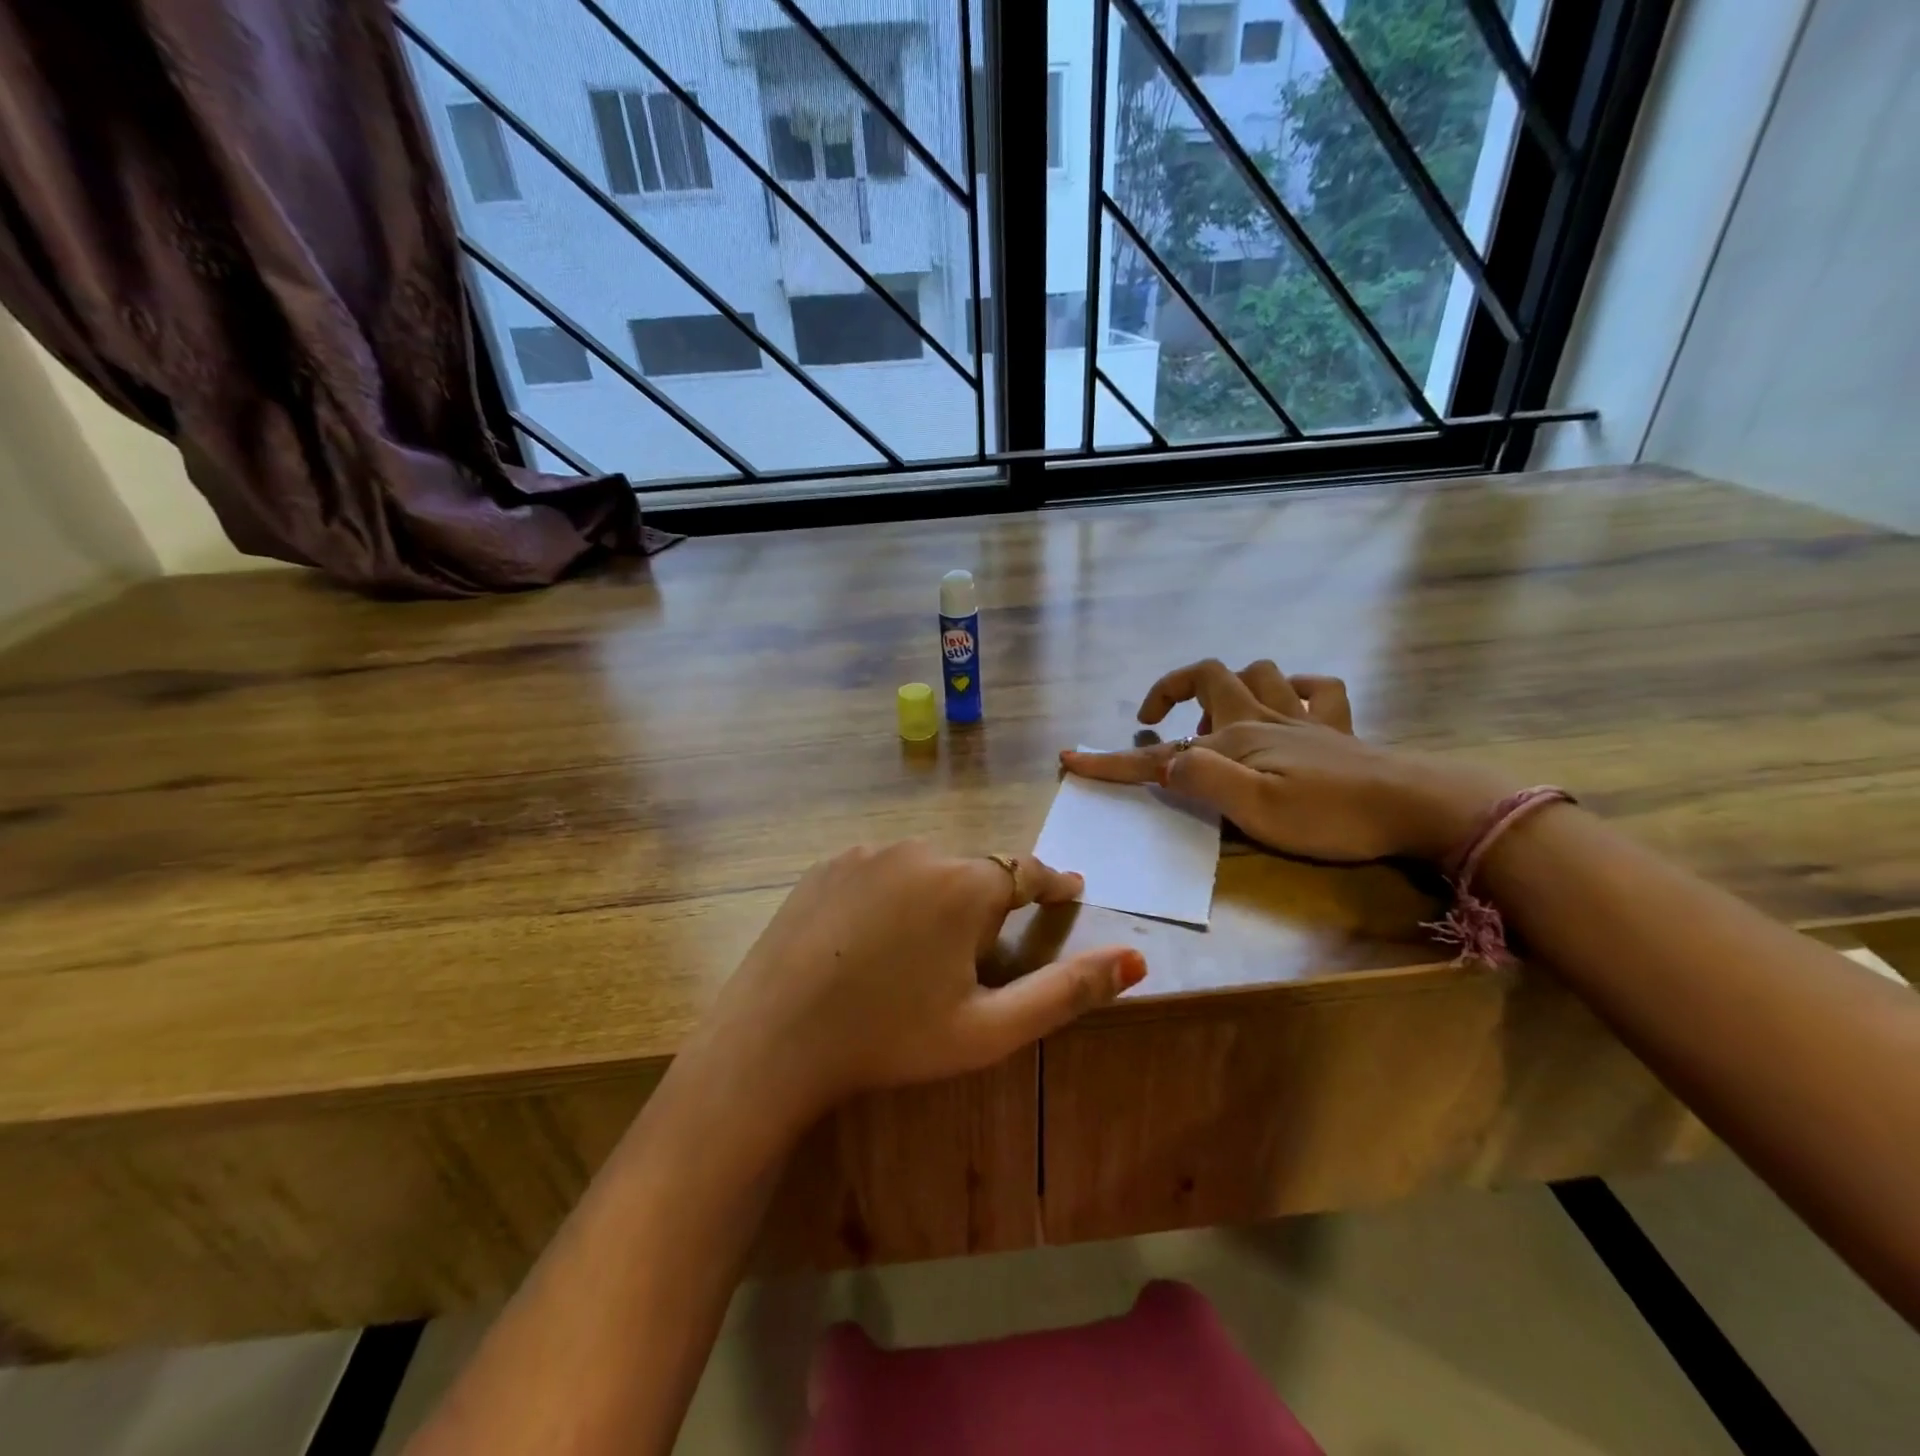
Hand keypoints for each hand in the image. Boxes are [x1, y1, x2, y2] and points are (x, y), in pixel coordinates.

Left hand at [691, 842, 1144, 1125]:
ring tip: (920, 951)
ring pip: (925, 868)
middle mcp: (921, 850)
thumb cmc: (891, 1037)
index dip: (1052, 885)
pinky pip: (880, 870)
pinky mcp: (829, 863)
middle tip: (976, 953)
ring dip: (936, 897)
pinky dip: (892, 894)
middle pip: (974, 871)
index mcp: (966, 884)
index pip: (1028, 872)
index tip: (1068, 892)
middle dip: (987, 902)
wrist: (776, 1039)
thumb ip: (1066, 991)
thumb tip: (1136, 960)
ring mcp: (868, 852)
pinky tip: (873, 938)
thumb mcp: (989, 1029)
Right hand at [1060, 659, 1512, 864]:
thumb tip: (1163, 761)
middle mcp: (1263, 718)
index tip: (1071, 760)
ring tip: (1217, 718)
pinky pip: (1314, 688)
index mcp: (1236, 741)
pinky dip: (1293, 689)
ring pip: (1259, 672)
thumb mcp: (1256, 811)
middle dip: (1171, 688)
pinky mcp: (1337, 729)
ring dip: (1230, 685)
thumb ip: (1203, 781)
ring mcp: (1303, 718)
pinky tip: (1286, 706)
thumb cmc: (1332, 816)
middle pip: (1208, 676)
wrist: (1419, 807)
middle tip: (1154, 717)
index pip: (1160, 753)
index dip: (1113, 759)